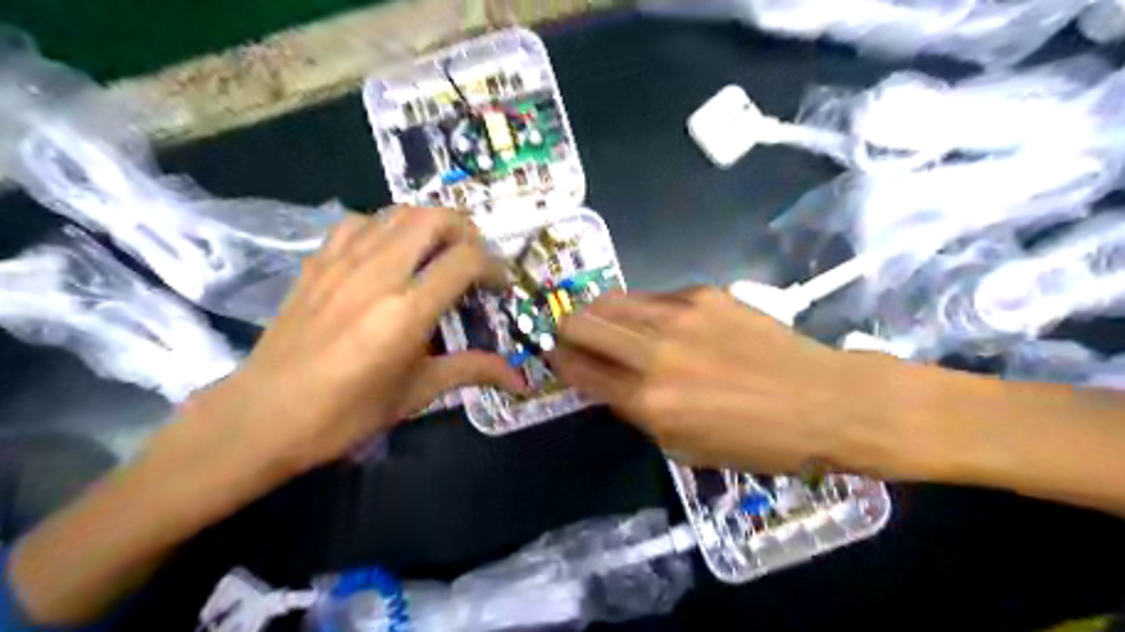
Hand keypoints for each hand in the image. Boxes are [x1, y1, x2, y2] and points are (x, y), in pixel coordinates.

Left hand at [174, 206, 527, 473]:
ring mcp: (342, 263)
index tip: (500, 285)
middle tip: (472, 259)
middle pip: (433, 218)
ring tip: (436, 252)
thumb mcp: (417, 393)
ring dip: (427, 224)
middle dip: (464, 230)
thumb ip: (472, 371)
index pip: (465, 260)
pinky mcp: (316, 263)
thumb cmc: (346, 414)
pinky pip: (358, 223)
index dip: (493, 266)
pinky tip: (388, 253)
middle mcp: (378, 275)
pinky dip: (384, 227)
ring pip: (396, 213)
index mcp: (407, 311)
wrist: (262, 417)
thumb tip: (521, 381)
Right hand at [552, 287, 902, 473]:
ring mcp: (678, 315)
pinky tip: (660, 324)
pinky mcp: (702, 293)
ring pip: (609, 300)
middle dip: (567, 332)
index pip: (578, 369)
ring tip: (609, 327)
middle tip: (576, 341)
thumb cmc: (756, 441)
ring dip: (598, 314)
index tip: (558, 359)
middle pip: (580, 323)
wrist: (824, 401)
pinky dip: (641, 311)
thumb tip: (607, 381)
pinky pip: (651, 297)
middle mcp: (654, 352)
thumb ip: (637, 411)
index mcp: (648, 401)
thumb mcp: (685, 447)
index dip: (559, 363)